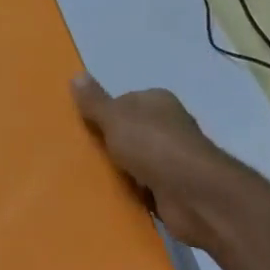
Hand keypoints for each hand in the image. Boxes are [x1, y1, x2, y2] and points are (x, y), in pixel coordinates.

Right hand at [72, 75, 240, 250]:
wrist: (192, 193)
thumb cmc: (153, 146)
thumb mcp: (116, 118)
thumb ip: (95, 101)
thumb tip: (76, 75)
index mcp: (158, 101)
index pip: (123, 101)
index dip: (102, 114)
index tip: (81, 128)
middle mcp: (167, 125)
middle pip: (128, 131)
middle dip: (107, 143)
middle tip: (78, 153)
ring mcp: (171, 157)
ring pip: (133, 159)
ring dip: (117, 169)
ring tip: (86, 176)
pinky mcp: (172, 185)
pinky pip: (141, 185)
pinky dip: (128, 190)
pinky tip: (108, 194)